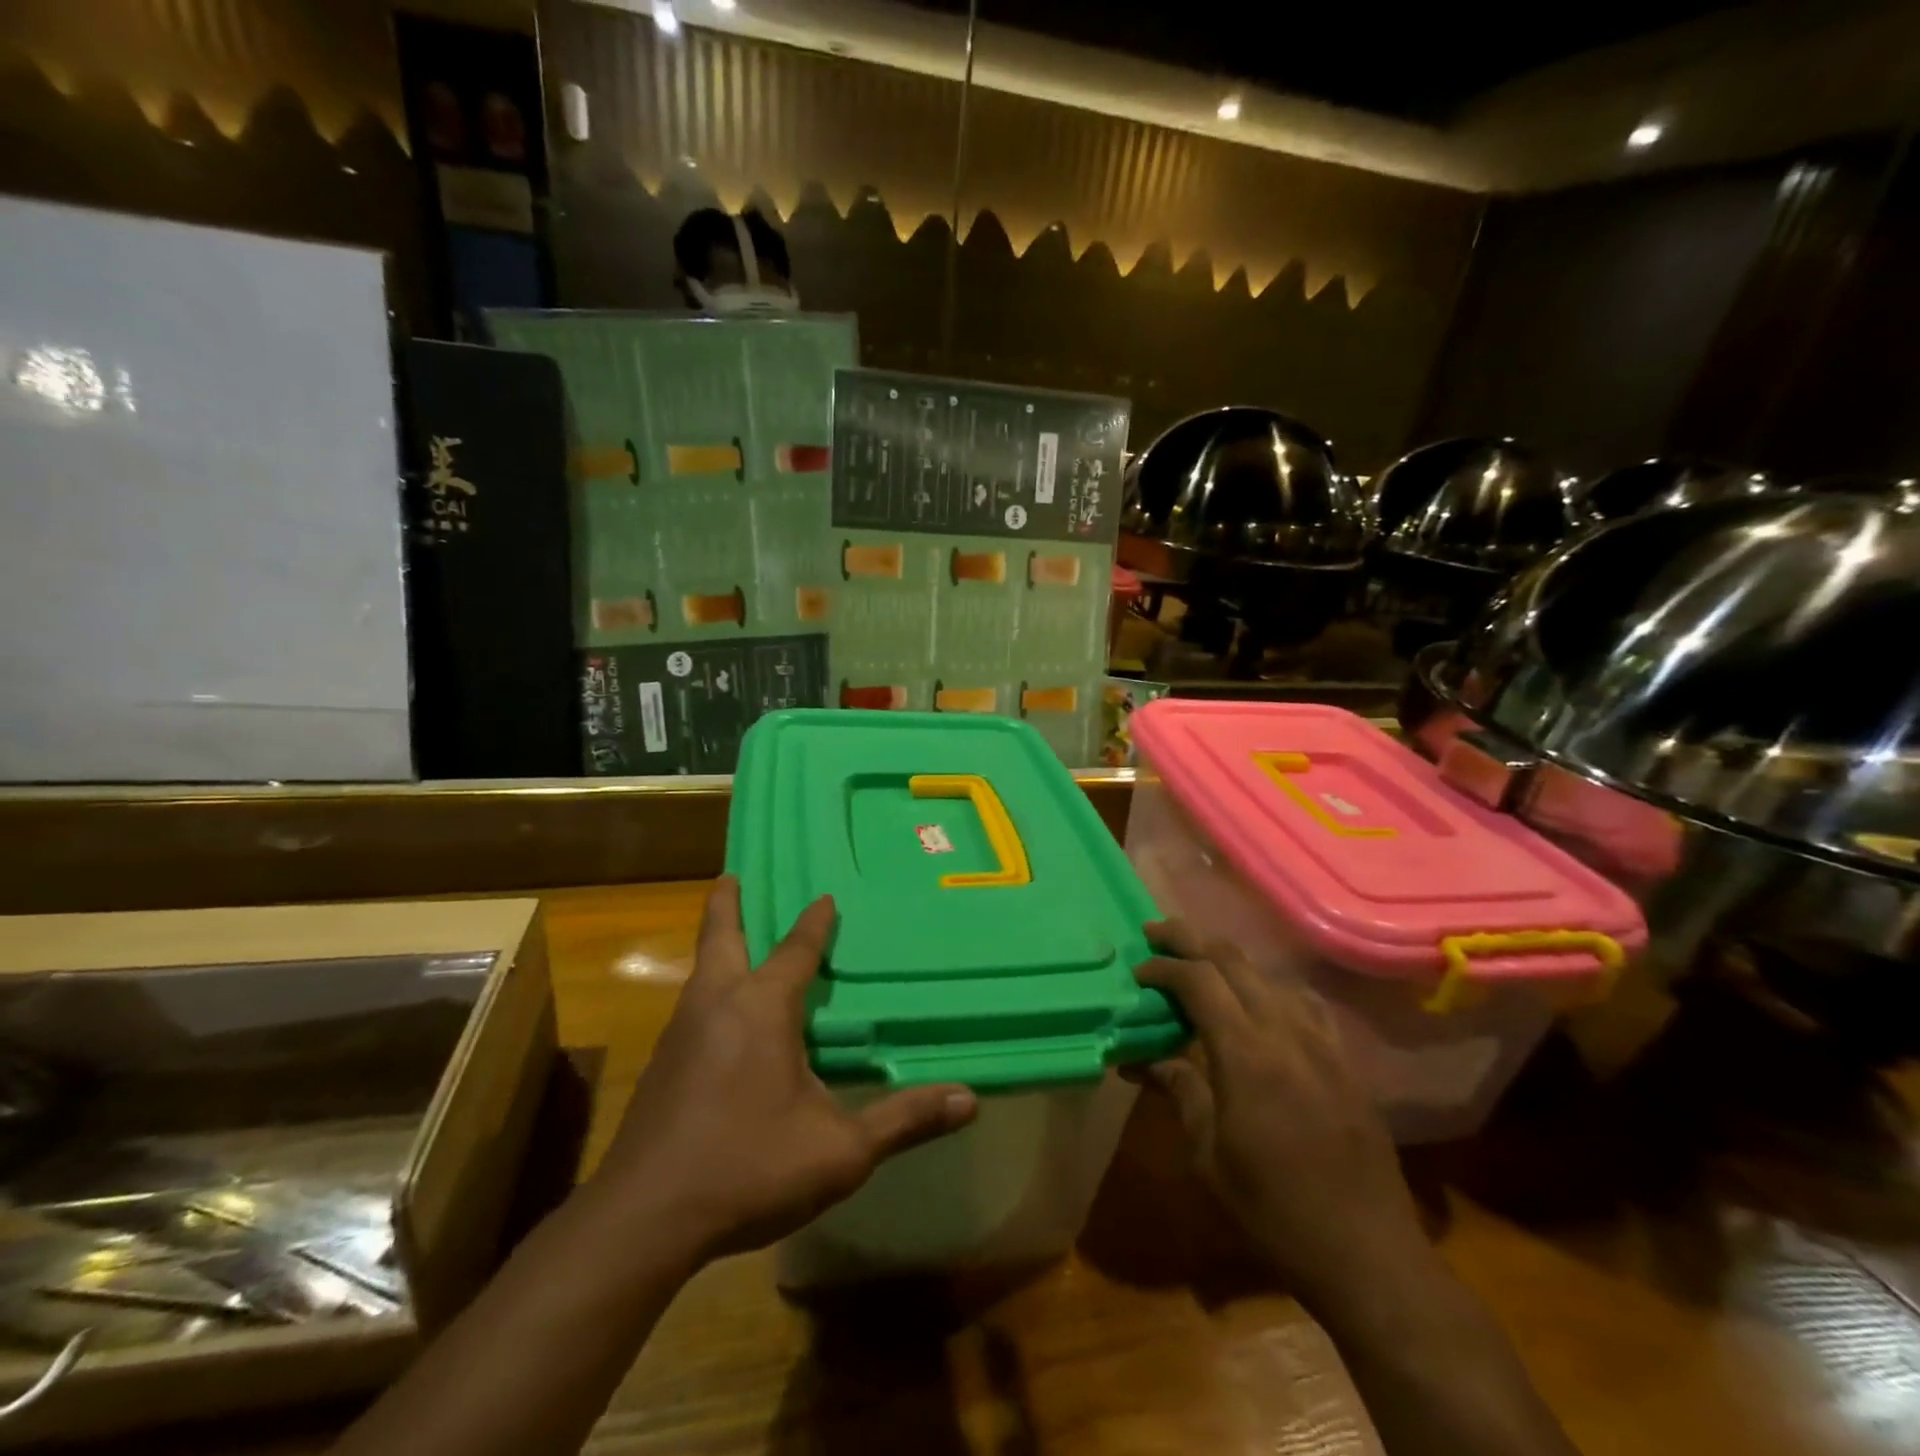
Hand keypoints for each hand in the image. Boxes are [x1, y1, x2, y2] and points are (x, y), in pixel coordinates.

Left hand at [588, 876, 977, 1266]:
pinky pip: (690, 1009)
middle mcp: (717, 1005)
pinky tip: (716, 1021)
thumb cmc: (749, 1168)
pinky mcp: (660, 1068)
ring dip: (715, 947)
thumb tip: (970, 1100)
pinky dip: (706, 990)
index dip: (813, 923)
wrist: (643, 1220)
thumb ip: (902, 1120)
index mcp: (761, 1008)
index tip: (824, 896)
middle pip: (720, 938)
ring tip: (727, 941)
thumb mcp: (840, 1150)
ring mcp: (680, 1035)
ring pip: (700, 973)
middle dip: (726, 905)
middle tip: (730, 876)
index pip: (795, 951)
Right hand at [1131, 919, 1428, 1313]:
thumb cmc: (1273, 1211)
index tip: (1138, 971)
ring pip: (1268, 975)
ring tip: (1197, 962)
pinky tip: (1258, 1001)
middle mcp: (1286, 1033)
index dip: (1164, 967)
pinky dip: (1268, 986)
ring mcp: (1321, 1043)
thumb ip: (1178, 1091)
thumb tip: (1141, 1058)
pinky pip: (1302, 1002)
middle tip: (1157, 934)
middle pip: (1233, 961)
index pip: (1199, 981)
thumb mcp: (1208, 1156)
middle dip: (1190, 939)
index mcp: (1246, 1055)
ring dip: (1227, 960)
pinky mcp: (1343, 1060)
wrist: (1368, 1255)